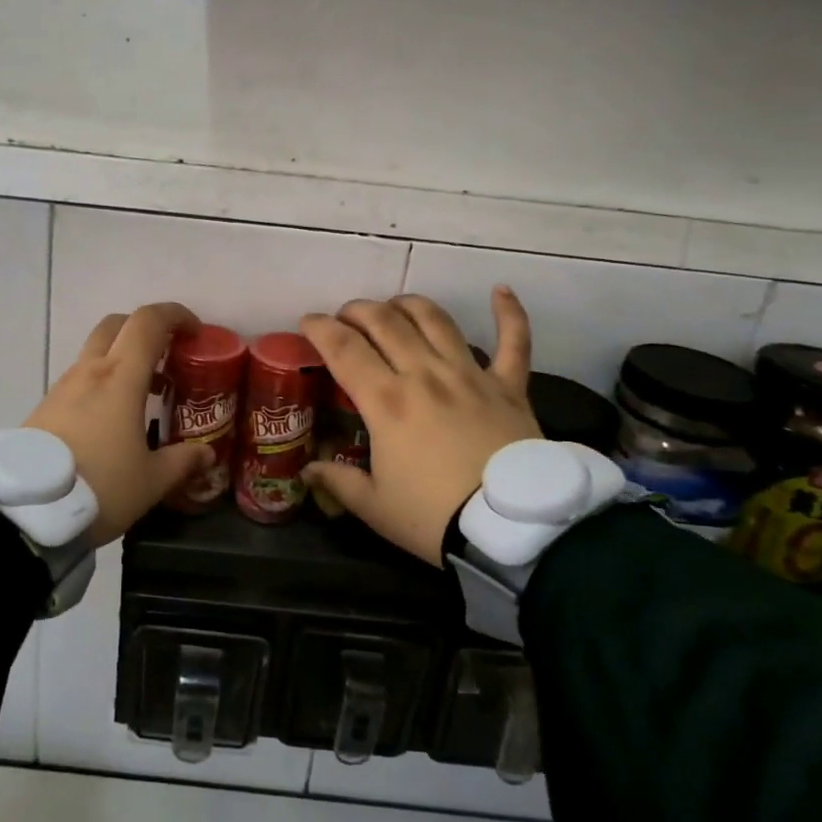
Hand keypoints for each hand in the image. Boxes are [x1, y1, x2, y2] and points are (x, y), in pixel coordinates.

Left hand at [24, 302, 214, 547]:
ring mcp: (63, 387)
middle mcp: (90, 371)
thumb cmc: (100, 487)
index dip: (175, 315)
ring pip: (95, 351)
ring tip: (146, 392)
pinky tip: (112, 418)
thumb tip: (206, 453)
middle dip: (145, 329)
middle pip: (117, 325)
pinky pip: (80, 378)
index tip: (195, 331)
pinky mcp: (46, 407)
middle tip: (167, 354)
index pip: (148, 322)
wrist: (26, 511)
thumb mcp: (151, 481)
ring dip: (123, 358)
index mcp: (120, 377)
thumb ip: (182, 462)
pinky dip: (102, 381)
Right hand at [301, 288, 540, 564]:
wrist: (512, 531)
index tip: (307, 322)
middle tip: (345, 317)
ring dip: (409, 305)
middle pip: (385, 322)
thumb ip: (337, 482)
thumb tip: (307, 472)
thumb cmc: (434, 517)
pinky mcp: (509, 386)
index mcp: (386, 401)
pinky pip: (514, 341)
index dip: (319, 328)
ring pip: (436, 320)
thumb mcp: (375, 507)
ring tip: (395, 306)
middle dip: (358, 310)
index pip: (343, 348)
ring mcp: (470, 374)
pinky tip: (501, 290)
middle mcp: (424, 374)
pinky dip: (509, 313)